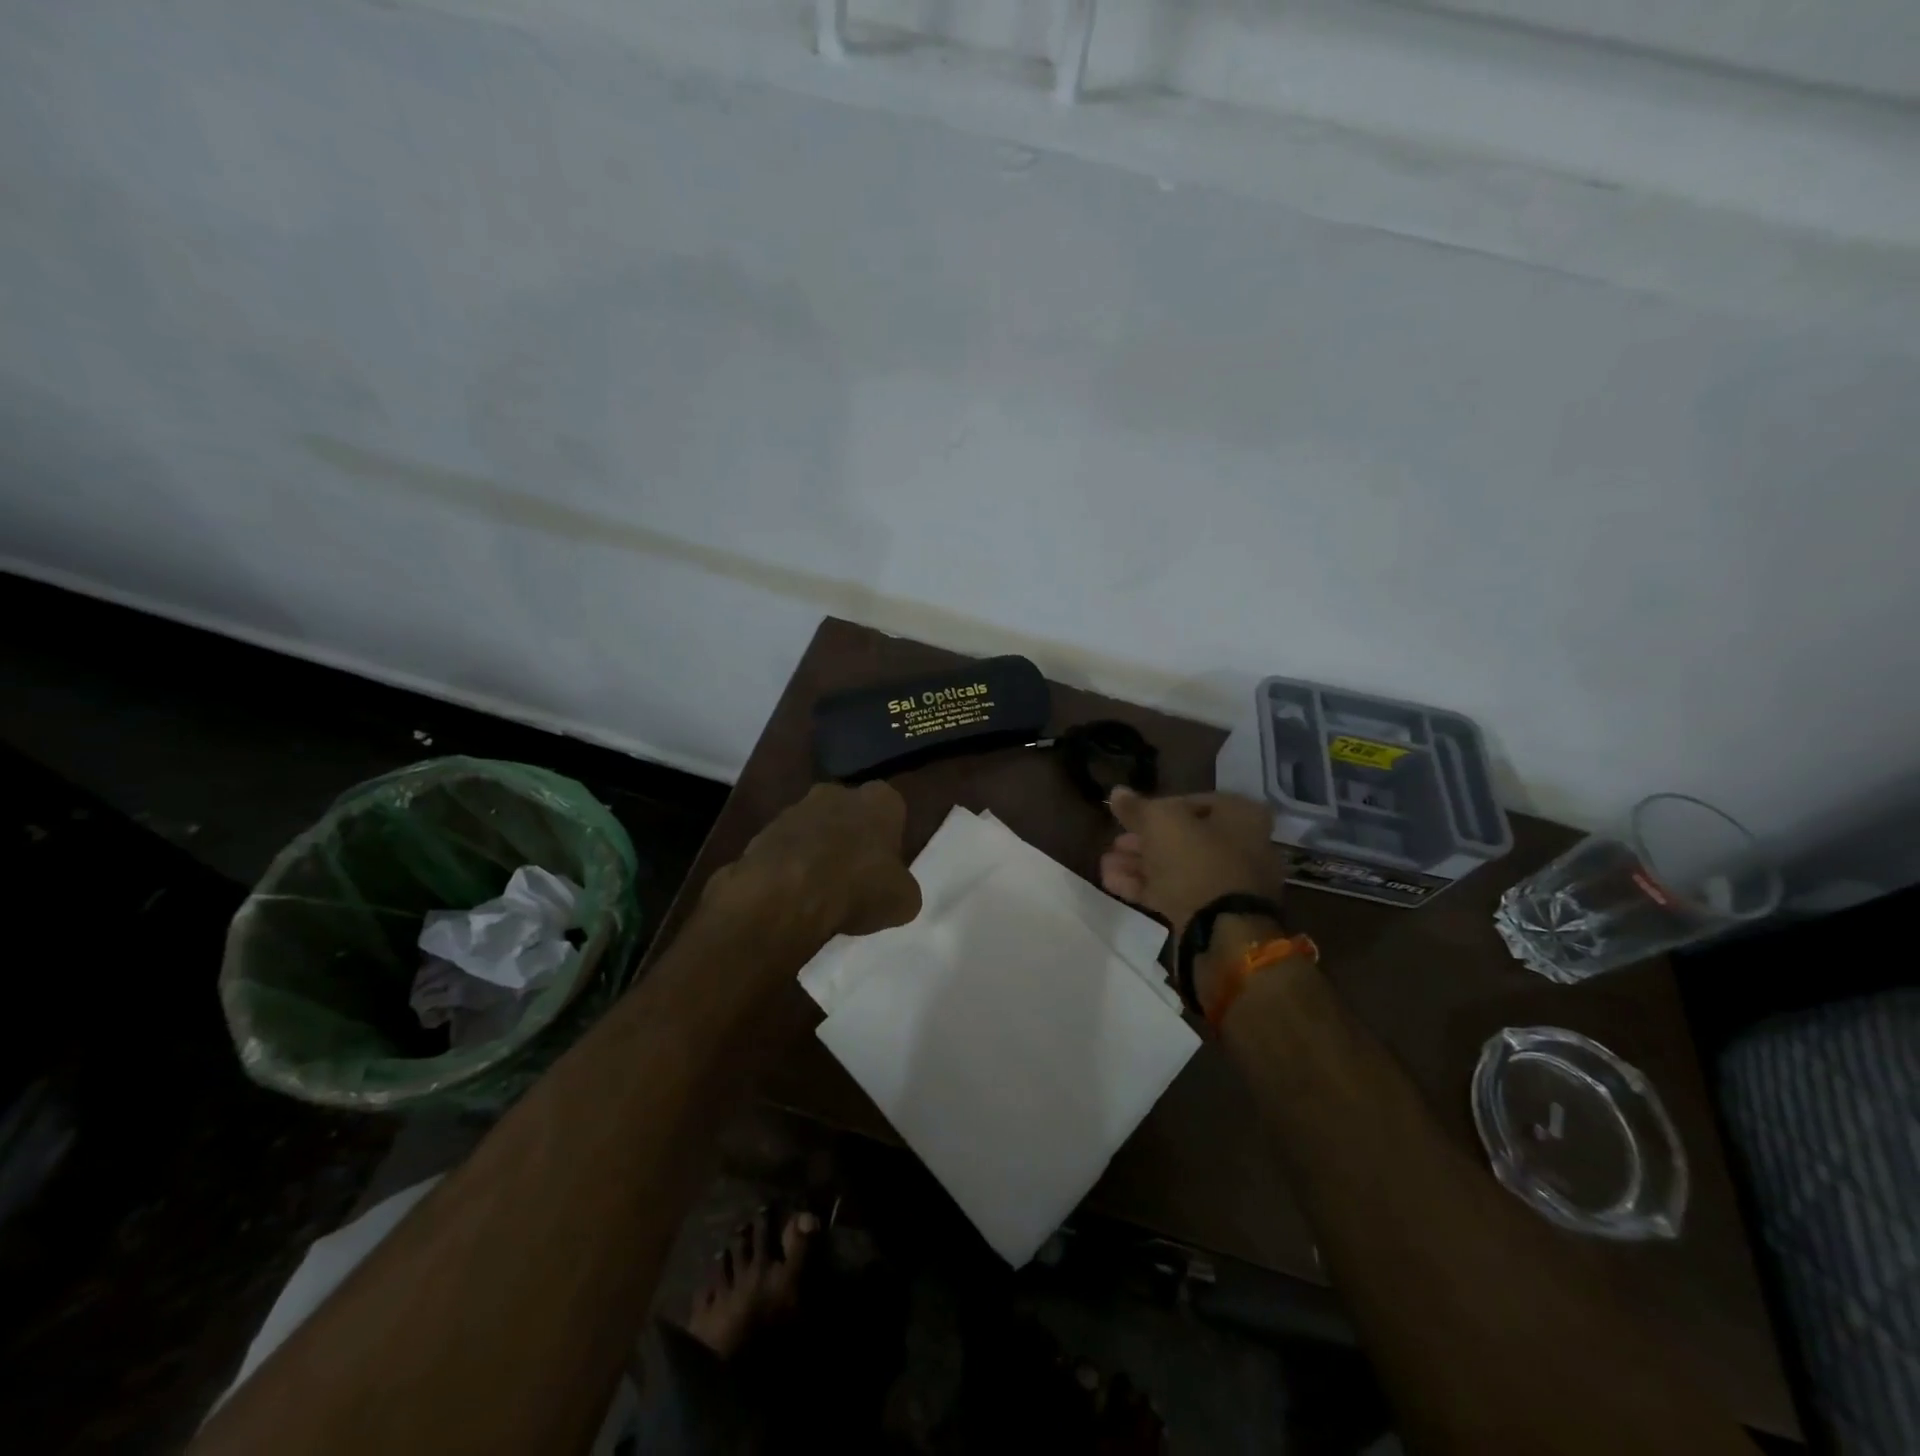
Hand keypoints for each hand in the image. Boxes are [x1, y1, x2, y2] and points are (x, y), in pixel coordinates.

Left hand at [704, 781, 921, 940]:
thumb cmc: (858, 887)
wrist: (787, 895)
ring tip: (820, 892)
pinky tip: (793, 896)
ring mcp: (796, 809)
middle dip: (851, 837)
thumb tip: (895, 890)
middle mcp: (837, 792)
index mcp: (880, 799)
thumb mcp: (903, 900)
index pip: (892, 810)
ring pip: (814, 828)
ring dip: (817, 851)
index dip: (890, 838)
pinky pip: (785, 849)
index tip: (885, 866)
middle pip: (850, 813)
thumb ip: (902, 887)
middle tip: (854, 876)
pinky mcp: (763, 831)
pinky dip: (789, 867)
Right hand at [1099, 788, 1288, 940]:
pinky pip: (1177, 891)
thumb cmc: (1196, 861)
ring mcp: (1228, 882)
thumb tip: (1117, 793)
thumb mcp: (1160, 822)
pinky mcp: (1213, 912)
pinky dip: (1146, 885)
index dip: (1157, 806)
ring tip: (1105, 865)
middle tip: (1114, 843)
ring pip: (1176, 866)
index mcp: (1240, 815)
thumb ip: (1136, 807)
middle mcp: (1242, 845)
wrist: (1222, 931)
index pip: (1192, 801)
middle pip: (1183, 837)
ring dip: (1138, 864)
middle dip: (1142, 840)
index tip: (1130, 816)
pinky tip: (1112, 882)